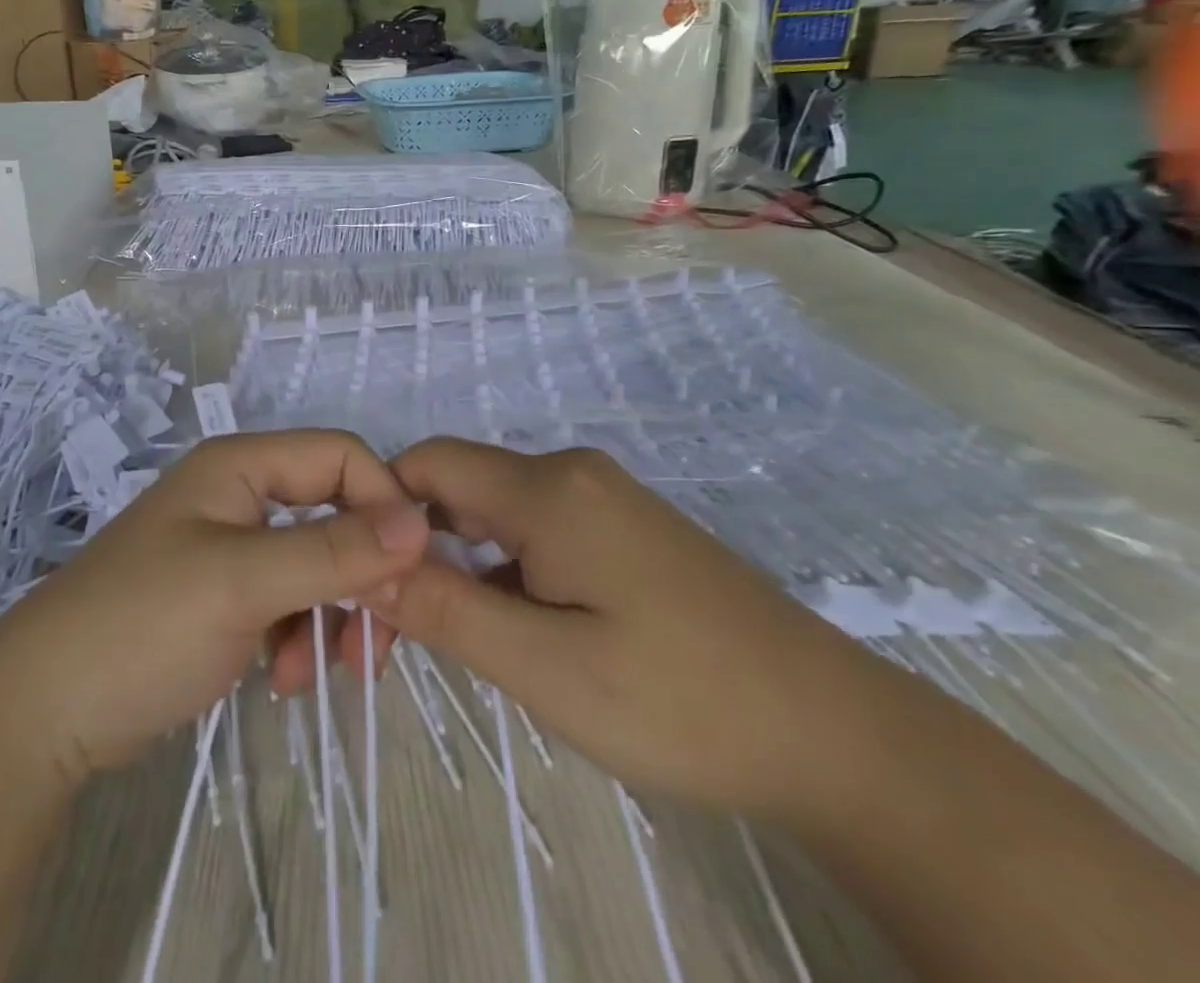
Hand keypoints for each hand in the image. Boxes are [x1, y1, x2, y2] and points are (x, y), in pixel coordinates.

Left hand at [0, 430, 430, 782]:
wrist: (43, 712)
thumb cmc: (142, 626)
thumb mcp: (244, 583)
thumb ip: (333, 551)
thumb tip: (420, 522)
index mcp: (240, 466)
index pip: (340, 456)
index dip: (382, 503)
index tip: (408, 574)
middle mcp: (239, 495)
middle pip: (333, 512)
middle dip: (361, 574)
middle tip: (374, 642)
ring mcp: (230, 547)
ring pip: (316, 563)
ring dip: (331, 615)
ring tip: (318, 671)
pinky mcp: (223, 596)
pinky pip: (288, 600)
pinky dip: (298, 635)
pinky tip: (281, 678)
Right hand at [369, 437, 907, 818]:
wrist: (837, 735)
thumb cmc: (684, 703)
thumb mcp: (547, 669)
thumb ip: (446, 610)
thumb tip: (362, 567)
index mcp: (548, 490)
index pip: (427, 464)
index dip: (379, 511)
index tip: (362, 584)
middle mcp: (570, 473)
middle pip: (457, 488)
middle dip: (414, 549)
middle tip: (391, 635)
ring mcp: (602, 498)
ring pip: (494, 512)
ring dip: (457, 565)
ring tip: (446, 641)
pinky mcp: (622, 528)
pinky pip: (534, 530)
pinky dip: (502, 571)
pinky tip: (513, 630)